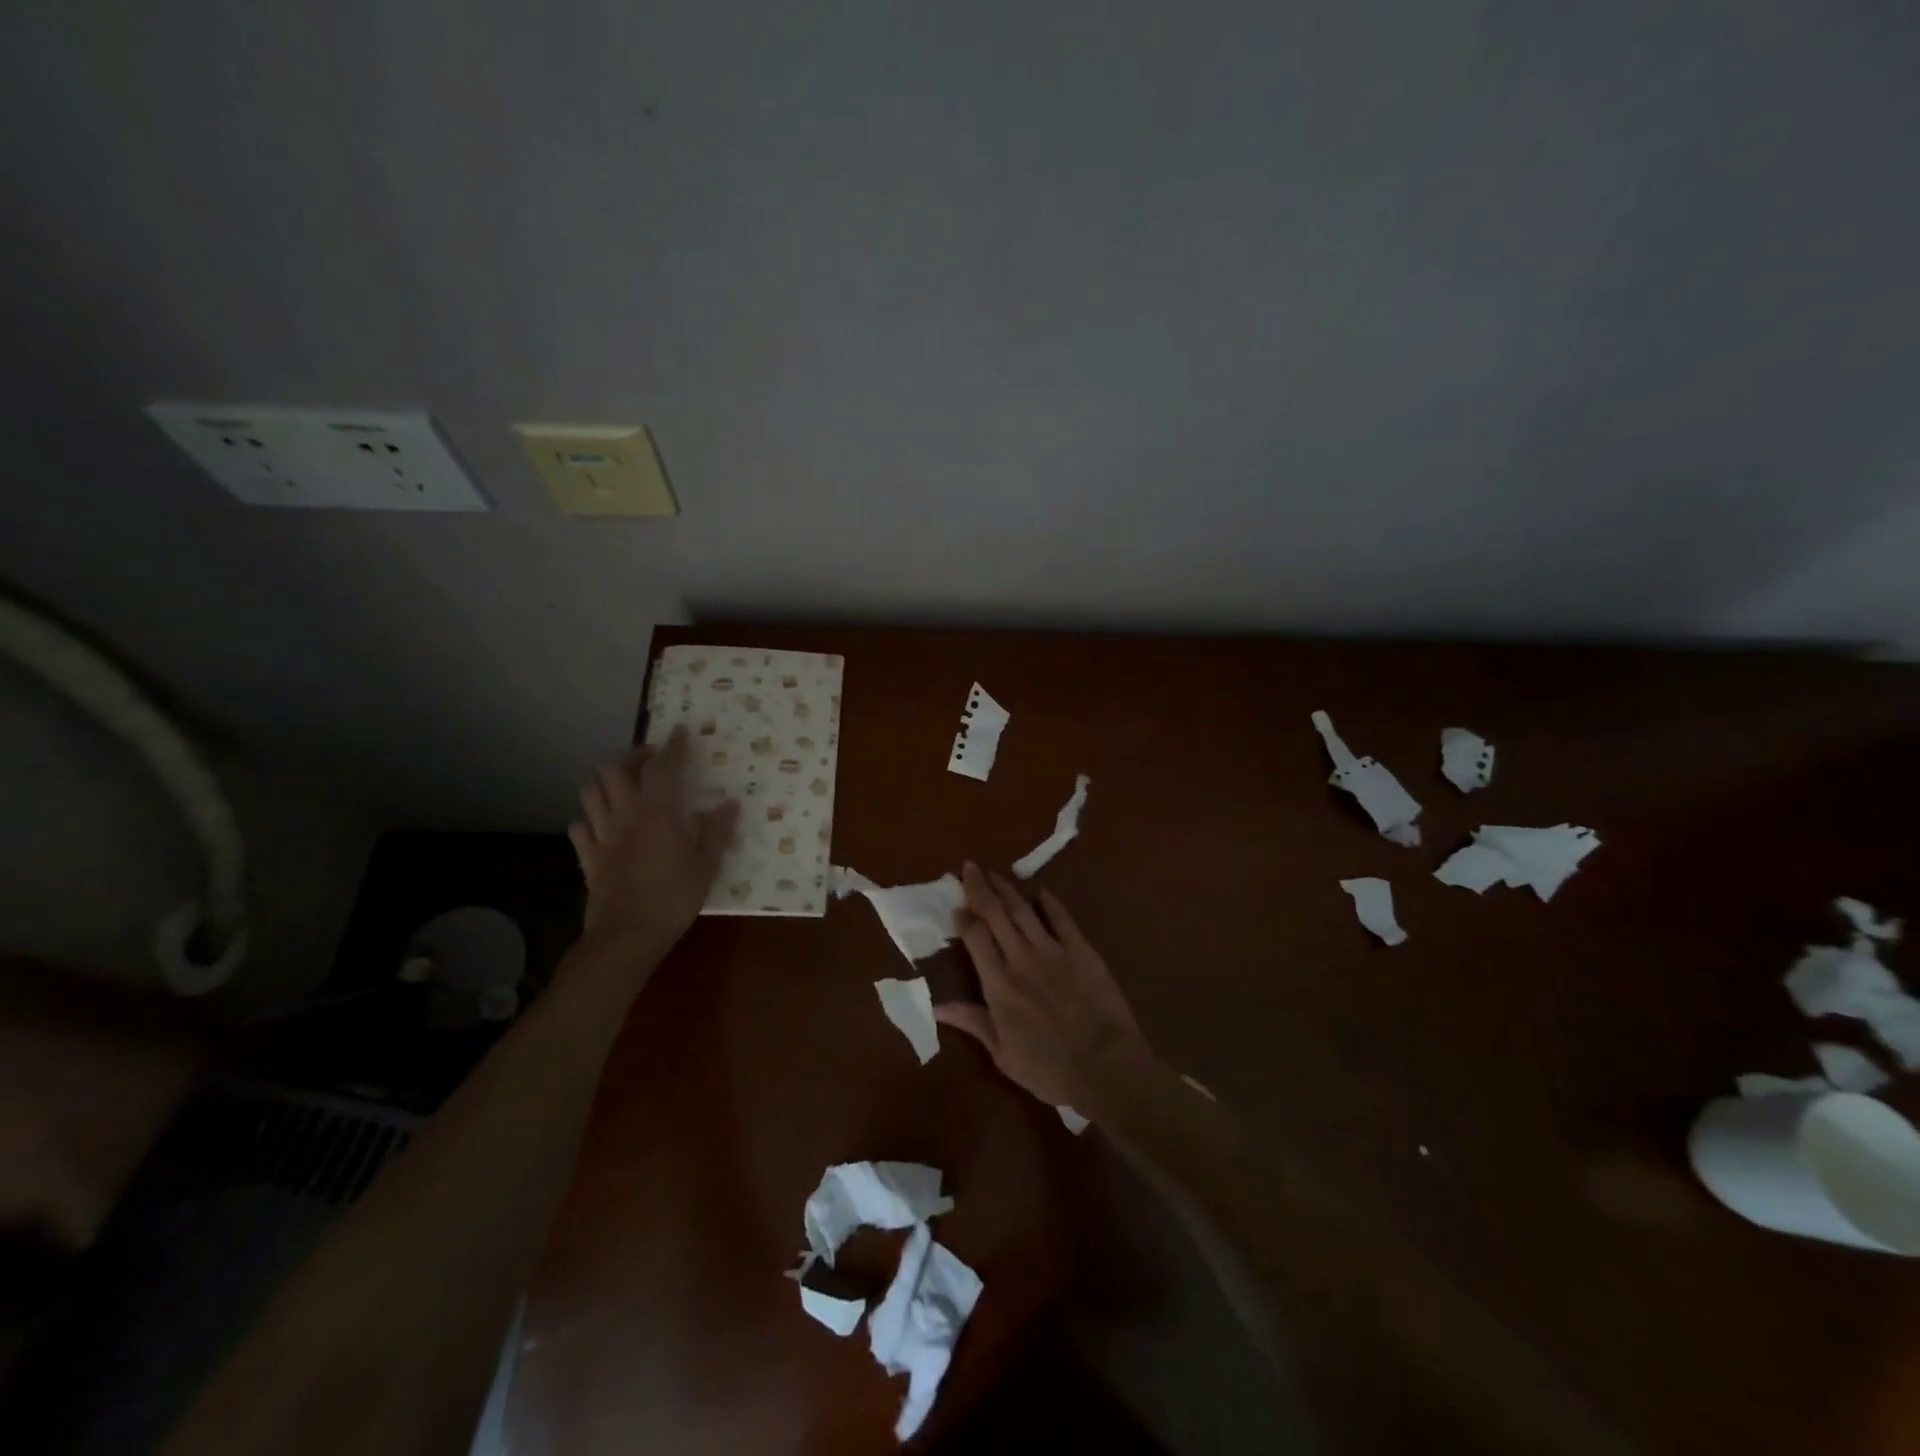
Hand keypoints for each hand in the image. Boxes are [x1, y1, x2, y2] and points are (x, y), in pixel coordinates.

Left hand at [567, 727, 738, 961]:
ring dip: (605, 784)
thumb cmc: (674, 898)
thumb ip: (716, 832)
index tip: (679, 733)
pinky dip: (589, 820)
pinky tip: (602, 826)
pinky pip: (579, 828)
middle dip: (630, 759)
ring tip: (623, 788)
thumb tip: (730, 804)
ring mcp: (602, 836)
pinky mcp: (587, 858)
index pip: (663, 768)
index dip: (672, 747)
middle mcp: (625, 816)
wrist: (627, 936)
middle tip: (650, 763)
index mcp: (658, 814)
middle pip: (613, 770)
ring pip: (590, 793)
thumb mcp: (707, 866)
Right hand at [934, 863, 1157, 1112]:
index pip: (975, 938)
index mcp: (998, 985)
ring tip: (995, 873)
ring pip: (1024, 911)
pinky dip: (1050, 903)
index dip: (964, 918)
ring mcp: (1053, 951)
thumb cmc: (1050, 1070)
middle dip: (980, 888)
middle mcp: (1021, 959)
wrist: (1105, 1068)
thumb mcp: (1003, 1054)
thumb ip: (973, 1022)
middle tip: (969, 867)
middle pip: (995, 914)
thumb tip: (937, 1005)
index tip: (956, 905)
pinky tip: (1041, 891)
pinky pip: (1062, 919)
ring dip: (1007, 889)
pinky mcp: (1082, 950)